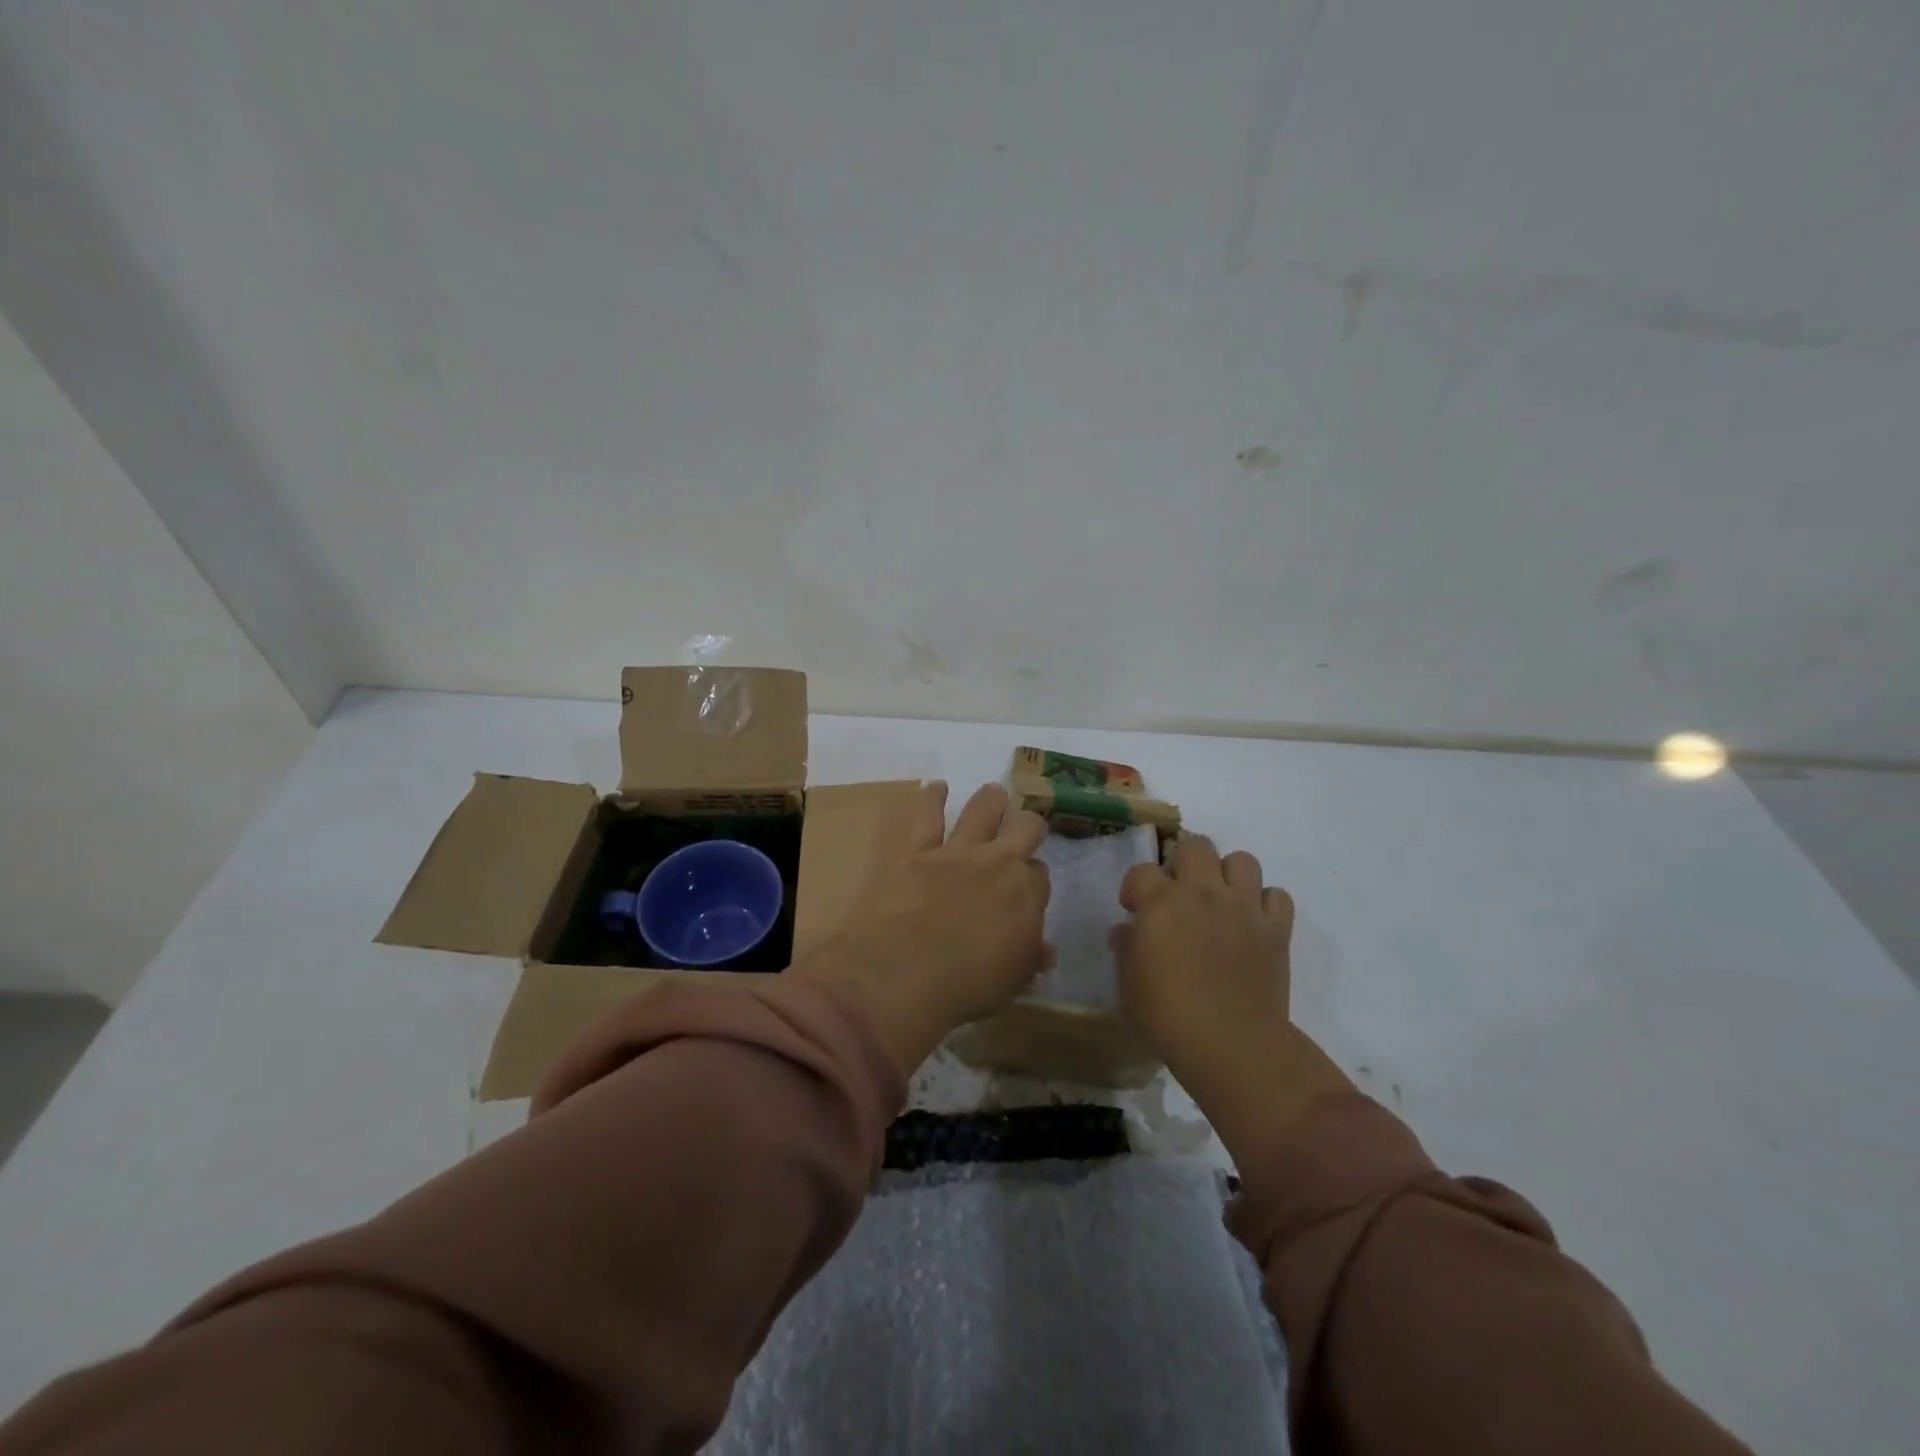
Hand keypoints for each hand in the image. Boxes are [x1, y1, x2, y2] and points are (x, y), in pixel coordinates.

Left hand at [794, 781, 1050, 1075]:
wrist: (907, 971)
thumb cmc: (968, 985)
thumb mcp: (1013, 980)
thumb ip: (1029, 958)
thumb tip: (1044, 951)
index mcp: (1026, 895)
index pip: (1040, 875)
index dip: (1035, 878)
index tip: (1028, 888)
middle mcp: (998, 863)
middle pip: (1024, 828)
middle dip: (1027, 825)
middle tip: (1024, 827)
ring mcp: (957, 852)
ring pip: (982, 809)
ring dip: (991, 800)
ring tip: (993, 794)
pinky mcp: (918, 850)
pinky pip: (927, 815)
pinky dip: (933, 797)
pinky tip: (936, 787)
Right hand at [1114, 835, 1349, 1162]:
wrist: (1230, 1044)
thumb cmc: (1167, 1014)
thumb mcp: (1129, 980)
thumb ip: (1126, 946)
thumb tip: (1127, 930)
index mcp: (1162, 902)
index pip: (1142, 870)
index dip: (1135, 888)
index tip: (1135, 910)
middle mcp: (1204, 893)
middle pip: (1196, 845)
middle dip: (1183, 862)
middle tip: (1179, 892)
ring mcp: (1244, 907)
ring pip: (1242, 860)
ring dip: (1228, 875)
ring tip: (1220, 900)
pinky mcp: (1276, 929)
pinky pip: (1277, 896)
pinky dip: (1265, 903)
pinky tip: (1253, 923)